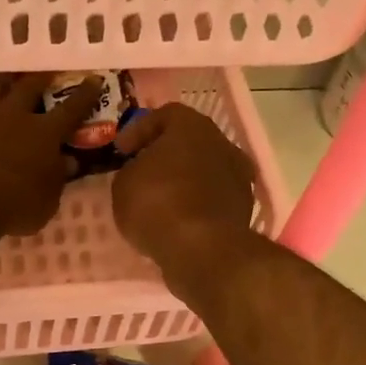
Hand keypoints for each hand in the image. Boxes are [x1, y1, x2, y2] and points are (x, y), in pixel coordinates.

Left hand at [0, 73, 101, 235]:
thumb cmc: (16, 206)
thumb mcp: (48, 201)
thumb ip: (57, 178)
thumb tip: (69, 163)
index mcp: (45, 135)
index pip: (71, 110)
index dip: (85, 95)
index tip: (93, 80)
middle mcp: (14, 114)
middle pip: (29, 88)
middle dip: (40, 78)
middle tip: (45, 71)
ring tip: (1, 68)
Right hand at [112, 103, 257, 266]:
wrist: (202, 249)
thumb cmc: (157, 204)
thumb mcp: (123, 184)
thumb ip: (132, 170)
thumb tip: (141, 173)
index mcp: (192, 126)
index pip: (165, 115)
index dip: (139, 130)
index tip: (121, 151)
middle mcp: (222, 143)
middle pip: (189, 141)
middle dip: (165, 154)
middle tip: (142, 170)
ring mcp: (239, 176)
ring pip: (205, 169)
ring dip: (184, 179)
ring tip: (159, 199)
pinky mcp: (244, 207)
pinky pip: (212, 197)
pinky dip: (196, 202)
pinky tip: (177, 219)